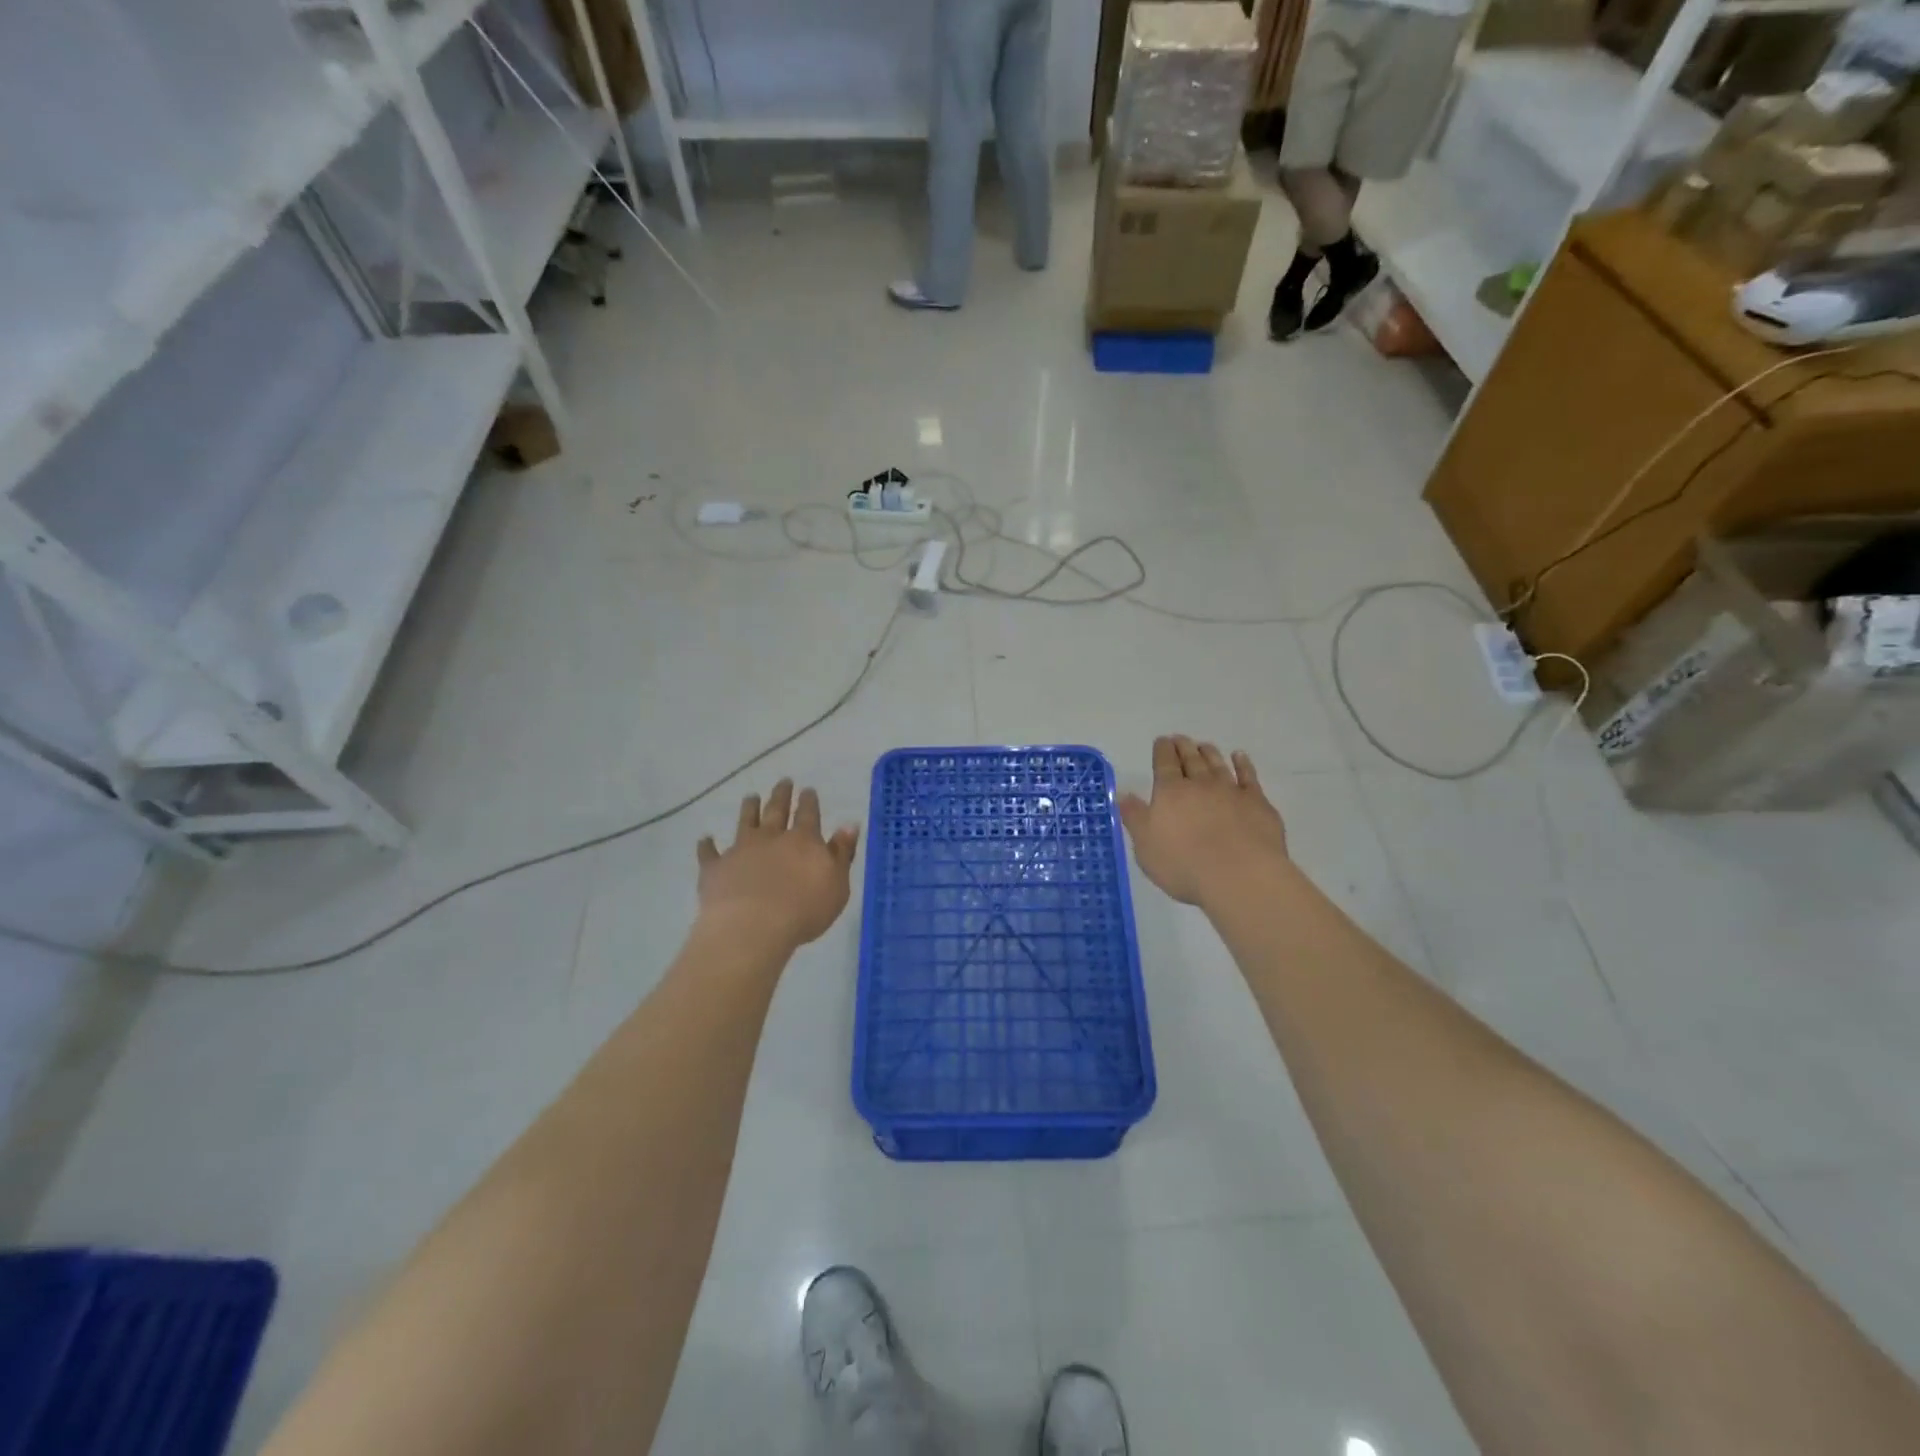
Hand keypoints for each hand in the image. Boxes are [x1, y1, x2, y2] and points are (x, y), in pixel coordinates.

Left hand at [696, 779, 859, 951]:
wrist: (752, 927)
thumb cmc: (804, 910)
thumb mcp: (837, 884)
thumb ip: (842, 853)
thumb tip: (849, 825)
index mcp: (803, 840)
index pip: (808, 814)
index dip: (809, 801)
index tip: (808, 789)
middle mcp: (771, 838)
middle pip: (776, 810)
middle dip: (781, 795)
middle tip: (783, 781)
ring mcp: (740, 850)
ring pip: (745, 822)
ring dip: (749, 808)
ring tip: (751, 797)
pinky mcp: (715, 868)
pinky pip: (709, 853)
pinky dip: (707, 845)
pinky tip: (705, 839)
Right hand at [1117, 736, 1288, 906]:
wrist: (1240, 876)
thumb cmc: (1184, 865)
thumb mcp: (1146, 846)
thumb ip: (1134, 817)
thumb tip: (1122, 793)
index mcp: (1170, 792)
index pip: (1164, 763)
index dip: (1162, 750)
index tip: (1162, 740)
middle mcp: (1200, 784)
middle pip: (1191, 759)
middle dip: (1183, 747)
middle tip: (1180, 738)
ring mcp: (1231, 791)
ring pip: (1217, 764)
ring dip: (1209, 753)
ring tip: (1204, 745)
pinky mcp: (1257, 803)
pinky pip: (1249, 776)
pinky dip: (1243, 764)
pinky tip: (1240, 757)